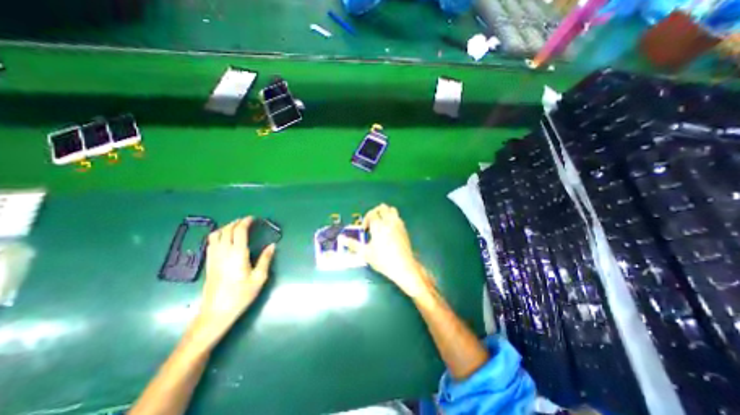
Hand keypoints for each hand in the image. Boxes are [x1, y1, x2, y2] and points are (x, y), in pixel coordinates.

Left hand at [187, 218, 274, 349]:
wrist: (216, 312)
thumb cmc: (241, 295)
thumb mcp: (259, 278)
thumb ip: (266, 259)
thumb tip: (272, 246)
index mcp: (238, 254)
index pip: (239, 231)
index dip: (245, 222)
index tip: (253, 218)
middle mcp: (223, 252)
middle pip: (227, 230)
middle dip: (236, 222)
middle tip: (246, 221)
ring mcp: (213, 257)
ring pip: (216, 234)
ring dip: (226, 227)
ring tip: (236, 227)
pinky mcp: (208, 262)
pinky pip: (211, 242)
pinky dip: (218, 235)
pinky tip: (224, 239)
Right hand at [340, 204, 433, 297]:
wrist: (403, 266)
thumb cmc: (382, 260)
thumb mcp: (365, 253)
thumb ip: (353, 244)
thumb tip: (341, 238)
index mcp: (378, 225)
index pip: (371, 214)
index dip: (366, 219)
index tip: (365, 230)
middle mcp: (389, 221)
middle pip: (382, 207)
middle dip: (375, 212)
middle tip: (371, 224)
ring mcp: (398, 224)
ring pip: (392, 210)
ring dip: (385, 213)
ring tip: (381, 224)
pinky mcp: (404, 229)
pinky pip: (397, 217)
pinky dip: (392, 218)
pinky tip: (389, 230)